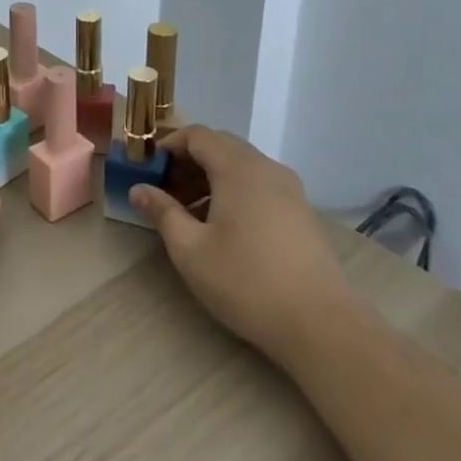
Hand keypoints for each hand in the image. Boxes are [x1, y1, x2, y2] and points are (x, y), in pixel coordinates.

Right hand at [129, 127, 354, 356]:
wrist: (321, 324)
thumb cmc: (246, 282)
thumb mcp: (190, 249)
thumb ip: (162, 212)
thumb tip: (139, 189)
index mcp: (239, 169)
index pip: (197, 135)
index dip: (168, 146)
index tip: (147, 169)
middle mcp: (267, 169)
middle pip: (221, 146)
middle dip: (188, 161)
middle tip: (163, 190)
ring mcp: (290, 190)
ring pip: (241, 166)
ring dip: (210, 177)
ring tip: (187, 212)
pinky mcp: (301, 212)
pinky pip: (259, 185)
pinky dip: (233, 191)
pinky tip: (221, 226)